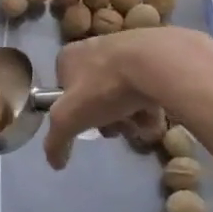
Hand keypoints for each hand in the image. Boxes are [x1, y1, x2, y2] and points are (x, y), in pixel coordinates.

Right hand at [45, 28, 211, 168]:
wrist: (155, 63)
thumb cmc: (104, 87)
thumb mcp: (69, 119)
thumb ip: (56, 141)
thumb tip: (55, 164)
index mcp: (69, 57)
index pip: (64, 91)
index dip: (75, 113)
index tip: (88, 125)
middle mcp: (94, 48)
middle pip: (96, 95)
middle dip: (108, 118)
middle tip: (119, 127)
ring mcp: (125, 50)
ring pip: (122, 94)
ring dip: (131, 116)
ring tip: (142, 125)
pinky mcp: (152, 56)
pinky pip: (146, 87)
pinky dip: (150, 106)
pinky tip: (157, 117)